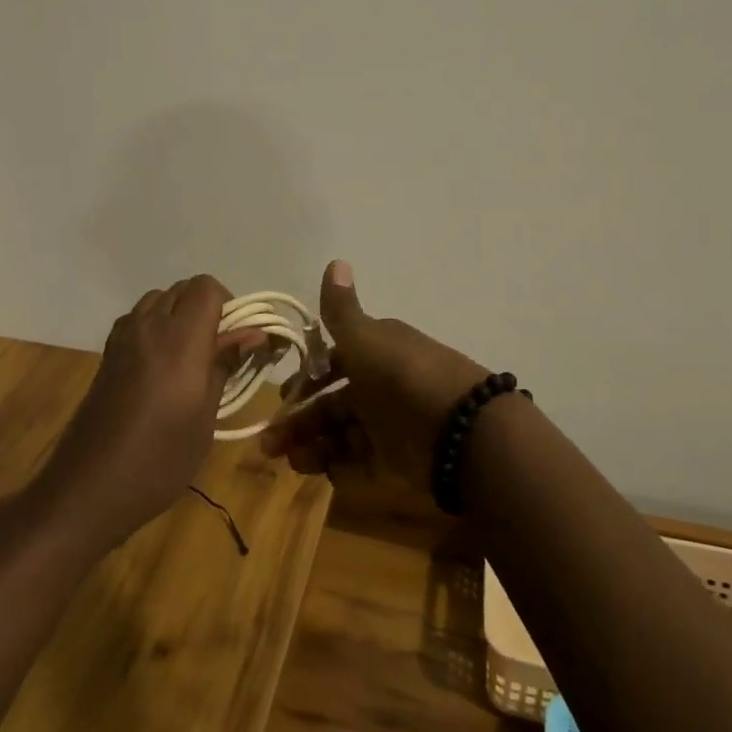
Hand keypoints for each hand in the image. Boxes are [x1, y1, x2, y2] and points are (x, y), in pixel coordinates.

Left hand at [34, 275, 253, 553]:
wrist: (89, 487)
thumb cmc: (159, 458)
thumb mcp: (205, 416)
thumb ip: (225, 365)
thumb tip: (253, 334)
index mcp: (179, 338)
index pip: (207, 287)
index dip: (228, 305)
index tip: (237, 340)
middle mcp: (148, 325)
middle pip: (182, 289)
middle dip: (207, 310)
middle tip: (219, 352)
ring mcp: (122, 337)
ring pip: (158, 301)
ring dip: (179, 316)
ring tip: (191, 360)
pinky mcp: (107, 353)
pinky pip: (138, 320)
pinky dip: (156, 328)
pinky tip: (161, 369)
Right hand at [260, 261, 488, 493]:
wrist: (462, 431)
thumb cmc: (402, 376)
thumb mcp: (365, 338)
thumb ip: (342, 309)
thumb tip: (336, 260)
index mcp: (376, 354)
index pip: (334, 364)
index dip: (307, 378)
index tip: (283, 395)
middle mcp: (381, 389)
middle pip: (333, 405)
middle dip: (299, 421)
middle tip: (268, 442)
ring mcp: (390, 427)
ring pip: (341, 436)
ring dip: (311, 446)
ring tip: (289, 460)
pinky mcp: (398, 463)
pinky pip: (360, 466)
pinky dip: (336, 468)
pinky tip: (314, 470)